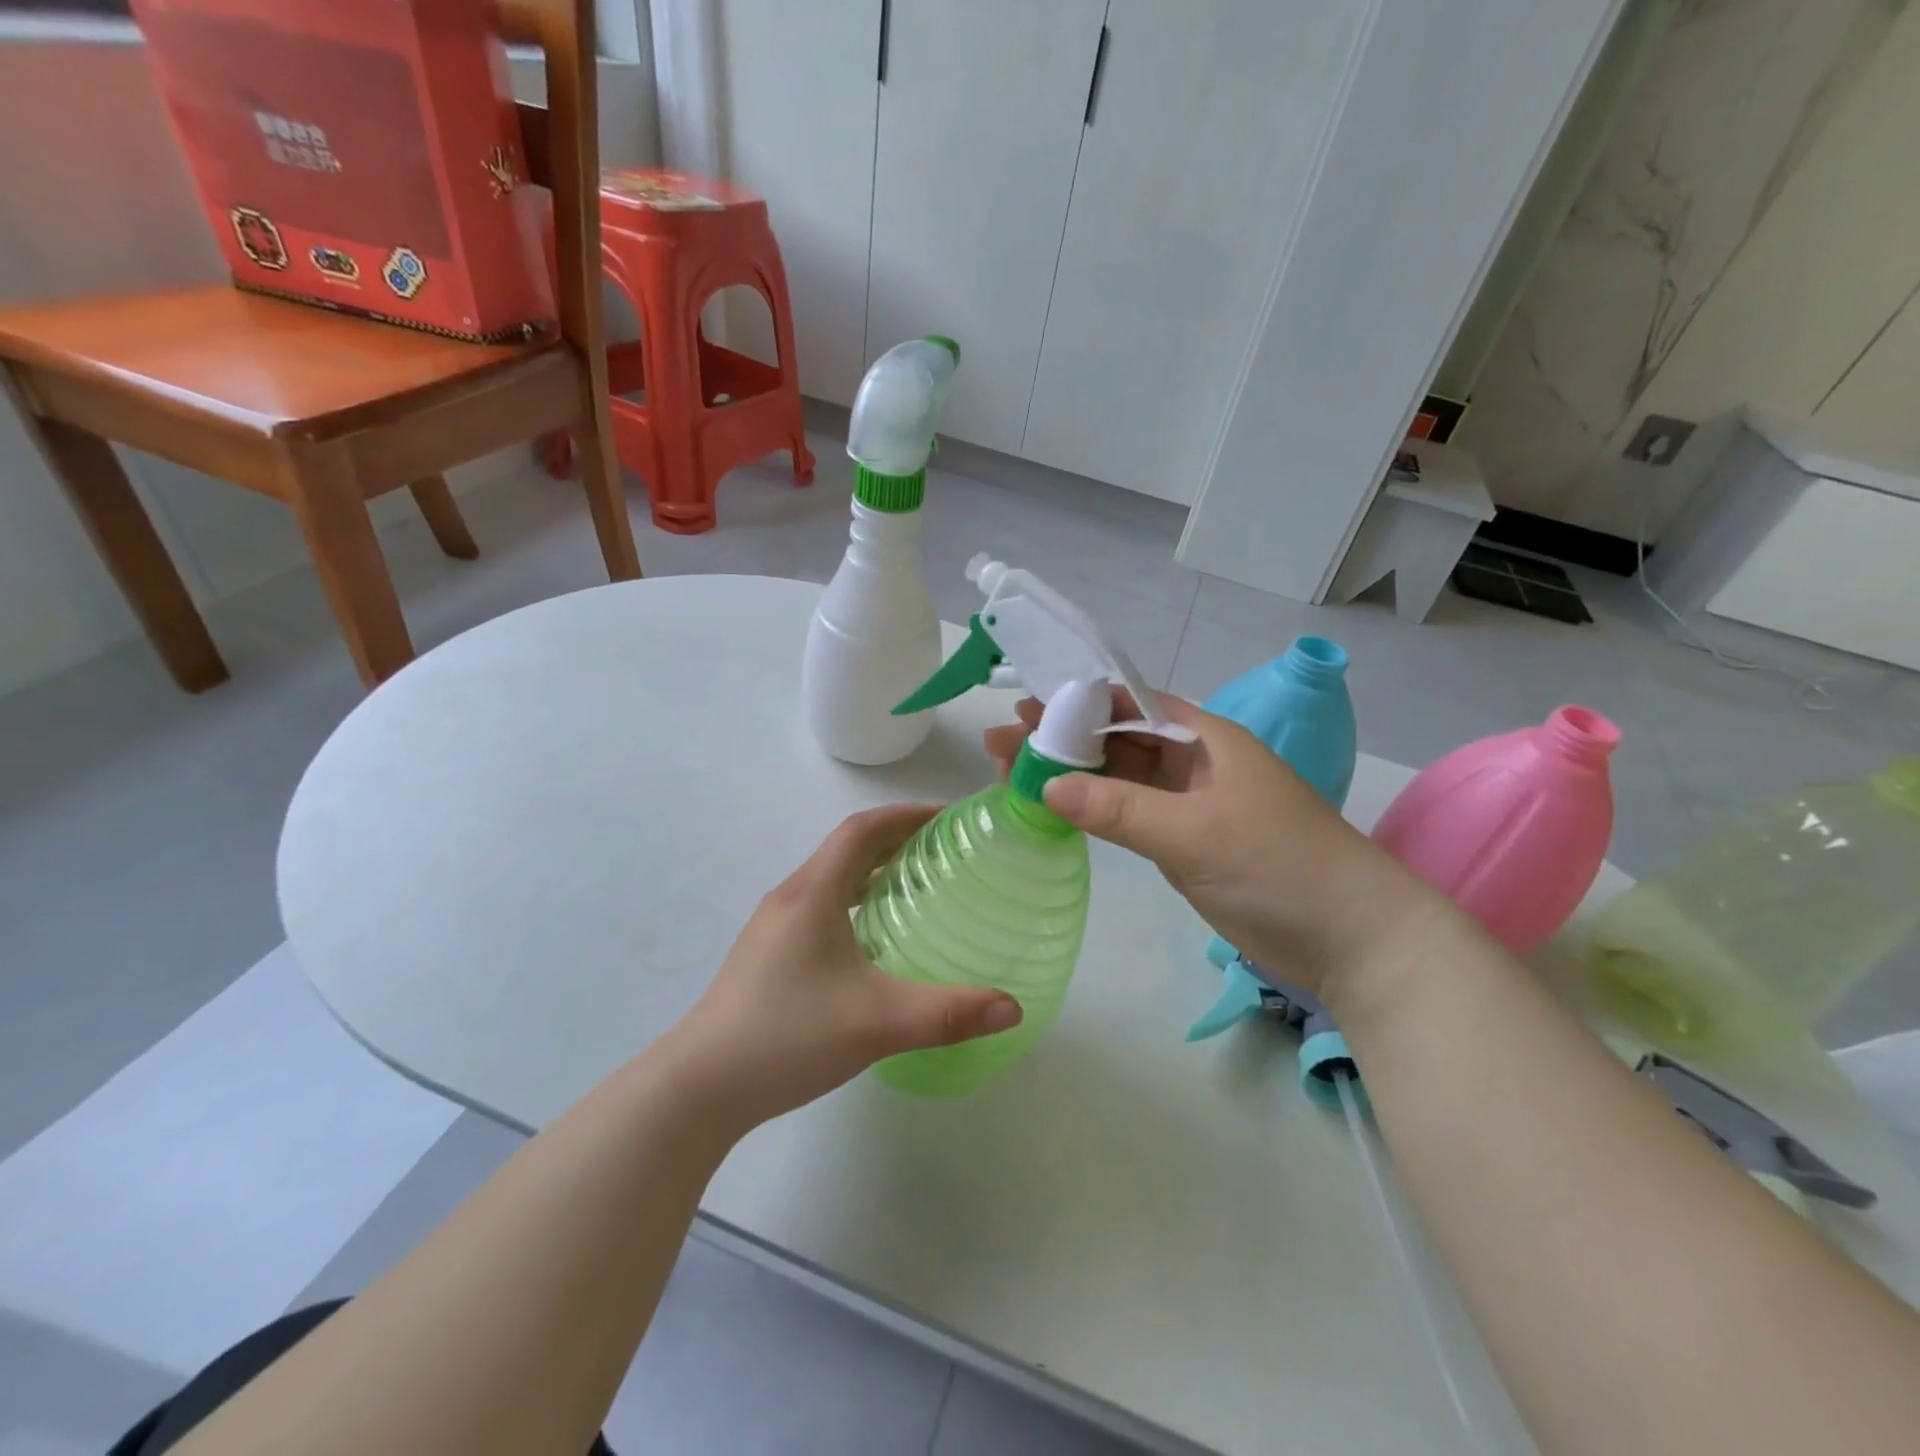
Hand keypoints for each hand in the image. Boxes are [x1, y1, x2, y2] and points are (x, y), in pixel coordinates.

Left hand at [669, 805, 1022, 1131]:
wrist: (699, 1086)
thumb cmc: (787, 1036)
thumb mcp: (877, 1023)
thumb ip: (949, 1013)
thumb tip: (1013, 1007)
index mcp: (813, 893)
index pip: (862, 829)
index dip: (905, 815)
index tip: (948, 819)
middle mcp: (791, 897)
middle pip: (847, 848)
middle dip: (896, 840)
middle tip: (944, 853)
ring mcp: (774, 926)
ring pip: (831, 879)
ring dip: (873, 871)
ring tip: (917, 888)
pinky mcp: (767, 954)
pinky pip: (820, 906)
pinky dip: (854, 902)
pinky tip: (874, 941)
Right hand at [985, 692, 1444, 1001]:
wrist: (1350, 938)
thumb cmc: (1280, 866)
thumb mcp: (1196, 832)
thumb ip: (1119, 808)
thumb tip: (1047, 785)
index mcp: (1204, 738)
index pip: (1130, 702)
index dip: (1077, 700)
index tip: (1026, 704)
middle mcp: (1192, 763)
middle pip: (1116, 740)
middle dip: (1062, 738)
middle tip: (1001, 741)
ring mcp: (1187, 805)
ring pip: (1117, 779)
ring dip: (1071, 774)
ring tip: (1011, 772)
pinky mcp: (1183, 843)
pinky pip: (1126, 815)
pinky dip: (1091, 810)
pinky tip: (1055, 807)